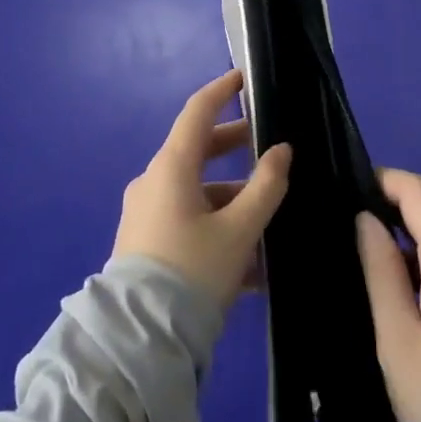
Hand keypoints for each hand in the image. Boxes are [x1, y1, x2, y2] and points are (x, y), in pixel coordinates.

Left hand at [112, 70, 291, 308]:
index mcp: (172, 166)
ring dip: (232, 199)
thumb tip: (282, 150)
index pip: (198, 111)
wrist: (138, 343)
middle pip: (198, 151)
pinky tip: (250, 264)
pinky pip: (188, 222)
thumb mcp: (239, 230)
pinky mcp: (145, 245)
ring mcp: (147, 214)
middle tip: (268, 147)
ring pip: (197, 192)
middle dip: (235, 147)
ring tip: (270, 221)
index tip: (244, 78)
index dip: (222, 90)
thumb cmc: (192, 272)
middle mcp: (155, 182)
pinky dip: (217, 228)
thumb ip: (266, 186)